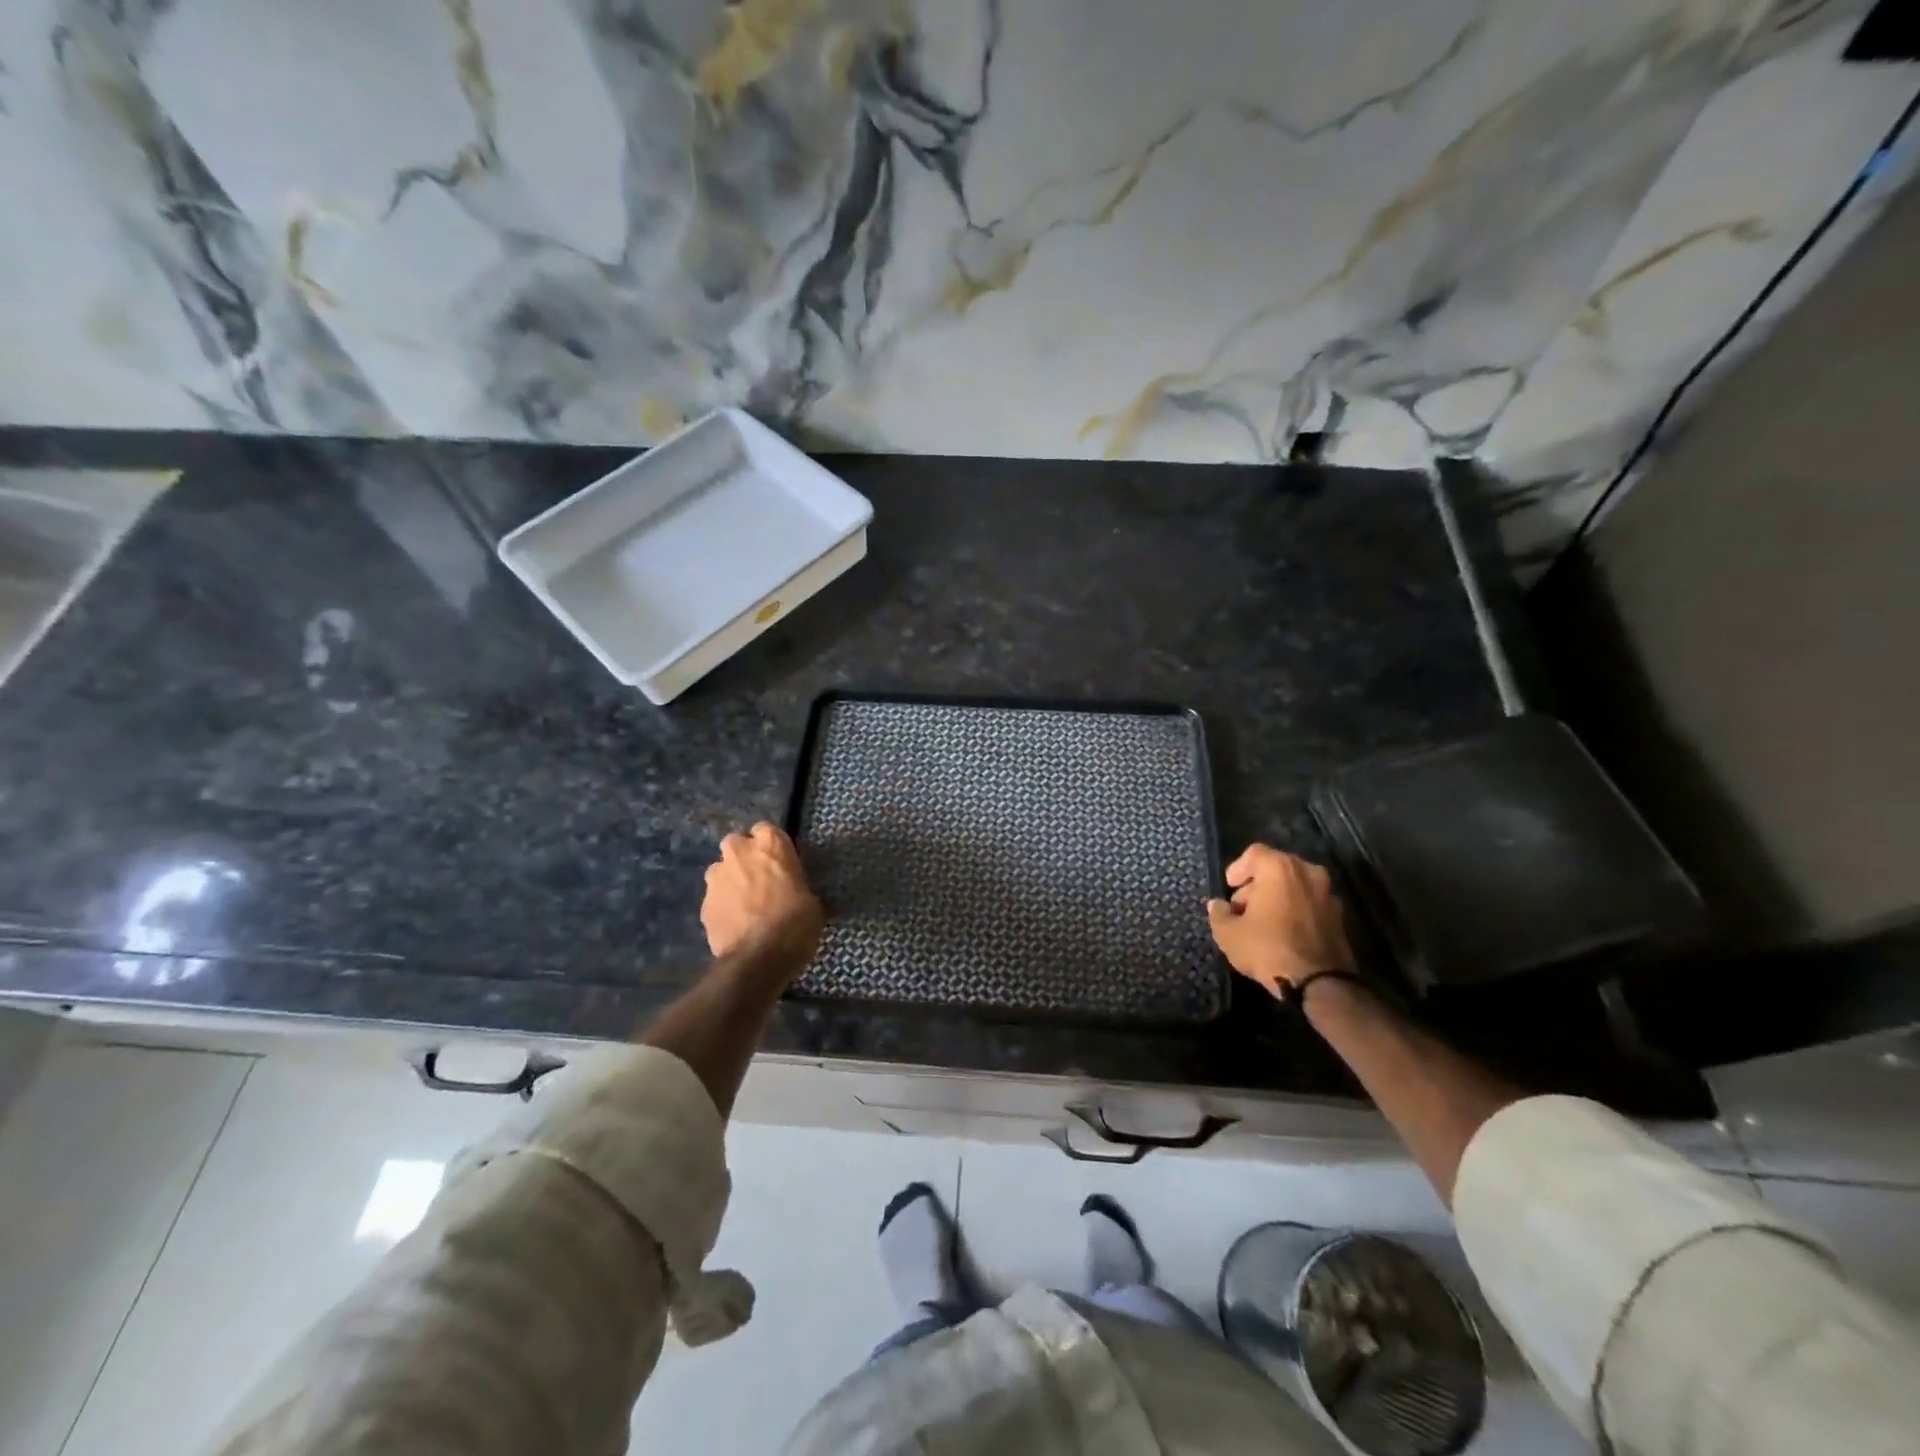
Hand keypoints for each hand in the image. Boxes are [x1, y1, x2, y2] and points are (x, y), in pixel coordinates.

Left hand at [702, 823, 824, 963]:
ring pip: (721, 871)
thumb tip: (796, 894)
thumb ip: (797, 886)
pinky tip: (735, 925)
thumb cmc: (796, 923)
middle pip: (737, 845)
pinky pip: (715, 899)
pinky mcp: (704, 904)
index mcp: (770, 844)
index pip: (765, 830)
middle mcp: (739, 852)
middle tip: (759, 881)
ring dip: (730, 882)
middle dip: (744, 859)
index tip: (779, 864)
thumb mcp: (812, 901)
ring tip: (744, 906)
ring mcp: (716, 878)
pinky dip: (723, 907)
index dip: (771, 848)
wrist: (759, 958)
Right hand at [1206, 844, 1352, 996]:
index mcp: (1280, 868)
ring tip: (1264, 922)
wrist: (1319, 983)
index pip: (1254, 853)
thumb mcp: (1228, 933)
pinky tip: (1285, 933)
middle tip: (1243, 907)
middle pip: (1276, 868)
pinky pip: (1311, 904)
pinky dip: (1297, 911)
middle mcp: (1308, 872)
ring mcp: (1328, 894)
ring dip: (1279, 897)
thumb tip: (1217, 905)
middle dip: (1258, 884)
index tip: (1229, 887)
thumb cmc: (1268, 948)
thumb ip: (1219, 913)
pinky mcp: (1340, 917)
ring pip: (1296, 886)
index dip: (1238, 869)